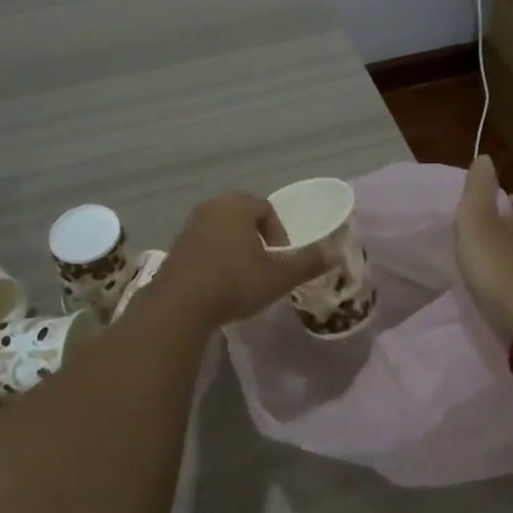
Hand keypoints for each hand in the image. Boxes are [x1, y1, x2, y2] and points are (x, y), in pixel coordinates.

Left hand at [153, 193, 331, 329]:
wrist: (180, 306)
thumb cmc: (235, 283)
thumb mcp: (278, 277)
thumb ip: (308, 263)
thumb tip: (337, 251)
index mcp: (237, 206)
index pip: (266, 208)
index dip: (279, 233)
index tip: (280, 259)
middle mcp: (211, 208)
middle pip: (242, 216)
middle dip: (257, 238)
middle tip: (264, 266)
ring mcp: (189, 226)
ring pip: (222, 230)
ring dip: (235, 248)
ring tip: (242, 276)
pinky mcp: (175, 247)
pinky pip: (204, 245)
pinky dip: (215, 257)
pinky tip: (218, 283)